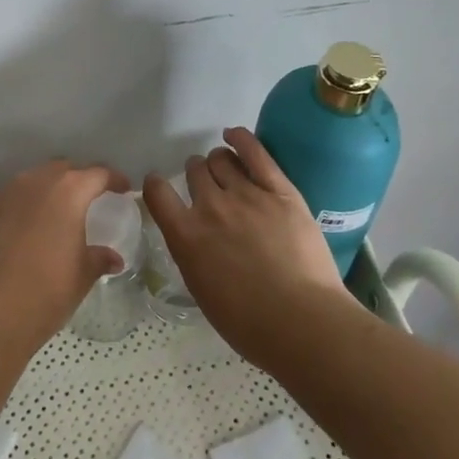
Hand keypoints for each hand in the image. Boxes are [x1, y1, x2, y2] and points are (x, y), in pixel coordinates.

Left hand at [0, 160, 128, 351]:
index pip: (98, 173)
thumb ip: (99, 259)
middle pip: (64, 169)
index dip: (114, 179)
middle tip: (91, 197)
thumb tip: (113, 258)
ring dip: (51, 189)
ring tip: (60, 211)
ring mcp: (7, 194)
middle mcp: (36, 182)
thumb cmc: (45, 292)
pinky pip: (14, 197)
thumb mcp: (81, 276)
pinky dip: (27, 204)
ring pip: (35, 179)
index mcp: (68, 192)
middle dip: (80, 179)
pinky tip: (30, 228)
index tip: (123, 189)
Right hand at [142, 127, 358, 366]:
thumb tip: (196, 237)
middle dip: (196, 173)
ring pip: (221, 159)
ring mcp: (246, 194)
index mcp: (186, 236)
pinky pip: (256, 152)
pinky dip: (241, 138)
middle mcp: (210, 207)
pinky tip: (235, 135)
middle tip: (205, 183)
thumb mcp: (202, 290)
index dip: (156, 185)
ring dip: (219, 161)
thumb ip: (193, 254)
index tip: (160, 186)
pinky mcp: (280, 190)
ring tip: (226, 167)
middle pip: (195, 171)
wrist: (302, 322)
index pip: (157, 193)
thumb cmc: (248, 323)